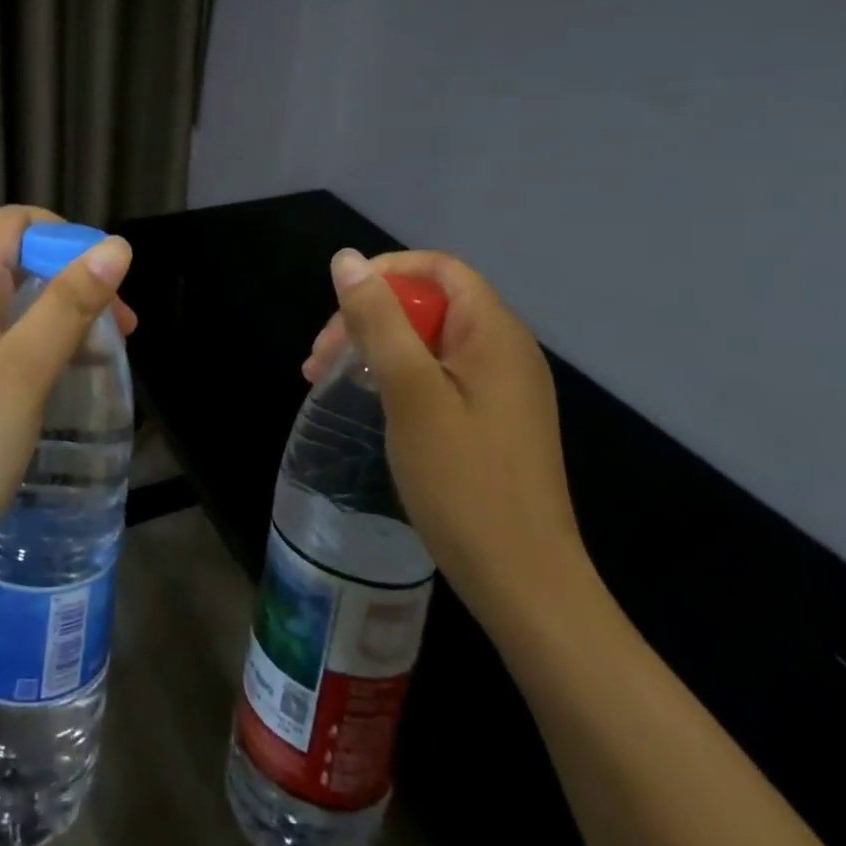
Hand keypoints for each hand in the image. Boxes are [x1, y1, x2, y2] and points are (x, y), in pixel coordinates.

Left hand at [0, 206, 134, 578]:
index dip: (66, 239)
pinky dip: (29, 336)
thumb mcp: (23, 375)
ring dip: (55, 310)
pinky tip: (52, 374)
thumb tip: (115, 246)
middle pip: (11, 256)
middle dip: (70, 278)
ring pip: (4, 295)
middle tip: (117, 329)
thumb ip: (68, 304)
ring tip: (96, 353)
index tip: (107, 285)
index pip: (14, 223)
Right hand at [304, 248, 592, 630]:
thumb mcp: (410, 392)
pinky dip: (398, 377)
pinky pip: (439, 375)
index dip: (386, 272)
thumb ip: (378, 320)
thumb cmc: (464, 483)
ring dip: (376, 349)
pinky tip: (370, 403)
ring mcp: (502, 389)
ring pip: (429, 341)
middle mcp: (505, 350)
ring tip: (327, 380)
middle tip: (320, 358)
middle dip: (369, 317)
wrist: (525, 585)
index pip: (439, 268)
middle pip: (429, 304)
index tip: (340, 306)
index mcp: (495, 333)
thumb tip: (346, 259)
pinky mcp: (493, 421)